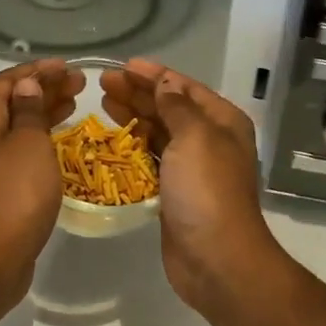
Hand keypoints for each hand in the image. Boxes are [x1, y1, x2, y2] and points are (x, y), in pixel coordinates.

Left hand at [0, 58, 82, 305]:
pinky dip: (40, 137)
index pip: (7, 80)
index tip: (66, 67)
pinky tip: (60, 140)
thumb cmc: (15, 192)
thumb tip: (26, 84)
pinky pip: (19, 148)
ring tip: (74, 104)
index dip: (37, 70)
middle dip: (44, 88)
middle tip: (78, 84)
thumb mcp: (29, 142)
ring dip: (44, 111)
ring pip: (16, 125)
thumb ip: (29, 109)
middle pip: (11, 101)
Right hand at [101, 58, 282, 319]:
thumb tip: (165, 81)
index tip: (123, 65)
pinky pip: (150, 160)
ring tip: (103, 103)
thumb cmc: (207, 190)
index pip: (184, 88)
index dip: (154, 74)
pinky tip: (111, 139)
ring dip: (133, 117)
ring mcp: (191, 168)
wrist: (217, 259)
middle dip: (138, 93)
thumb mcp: (194, 137)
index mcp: (222, 122)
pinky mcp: (174, 192)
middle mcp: (209, 140)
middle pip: (169, 108)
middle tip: (103, 83)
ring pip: (158, 133)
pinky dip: (133, 147)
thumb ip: (176, 106)